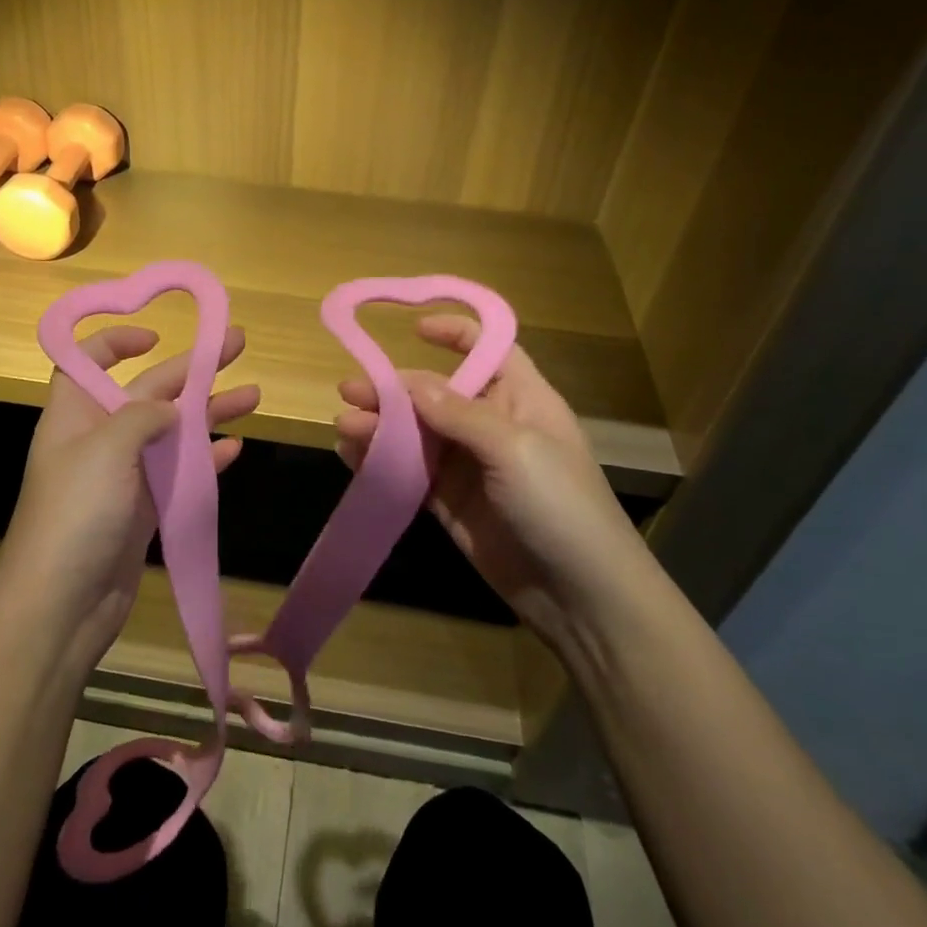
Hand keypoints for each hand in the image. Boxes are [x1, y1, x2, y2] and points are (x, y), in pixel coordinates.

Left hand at [0, 324, 258, 676]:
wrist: (61, 606)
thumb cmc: (76, 513)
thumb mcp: (106, 448)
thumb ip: (143, 416)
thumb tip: (171, 408)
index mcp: (76, 413)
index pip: (88, 360)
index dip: (116, 341)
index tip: (156, 336)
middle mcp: (99, 438)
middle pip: (147, 390)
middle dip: (191, 368)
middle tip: (236, 344)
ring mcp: (124, 476)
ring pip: (171, 431)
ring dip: (209, 411)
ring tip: (254, 395)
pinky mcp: (144, 510)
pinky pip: (179, 473)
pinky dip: (206, 459)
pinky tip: (235, 447)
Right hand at [334, 315, 651, 635]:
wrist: (582, 598)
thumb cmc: (561, 506)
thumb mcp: (515, 449)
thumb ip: (459, 413)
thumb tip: (410, 381)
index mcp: (522, 400)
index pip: (489, 351)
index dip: (456, 334)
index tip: (413, 328)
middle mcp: (492, 426)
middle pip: (436, 394)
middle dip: (394, 390)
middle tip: (349, 391)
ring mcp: (470, 467)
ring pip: (417, 435)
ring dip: (381, 428)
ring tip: (344, 427)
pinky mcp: (451, 503)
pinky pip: (410, 474)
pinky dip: (381, 464)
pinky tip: (352, 458)